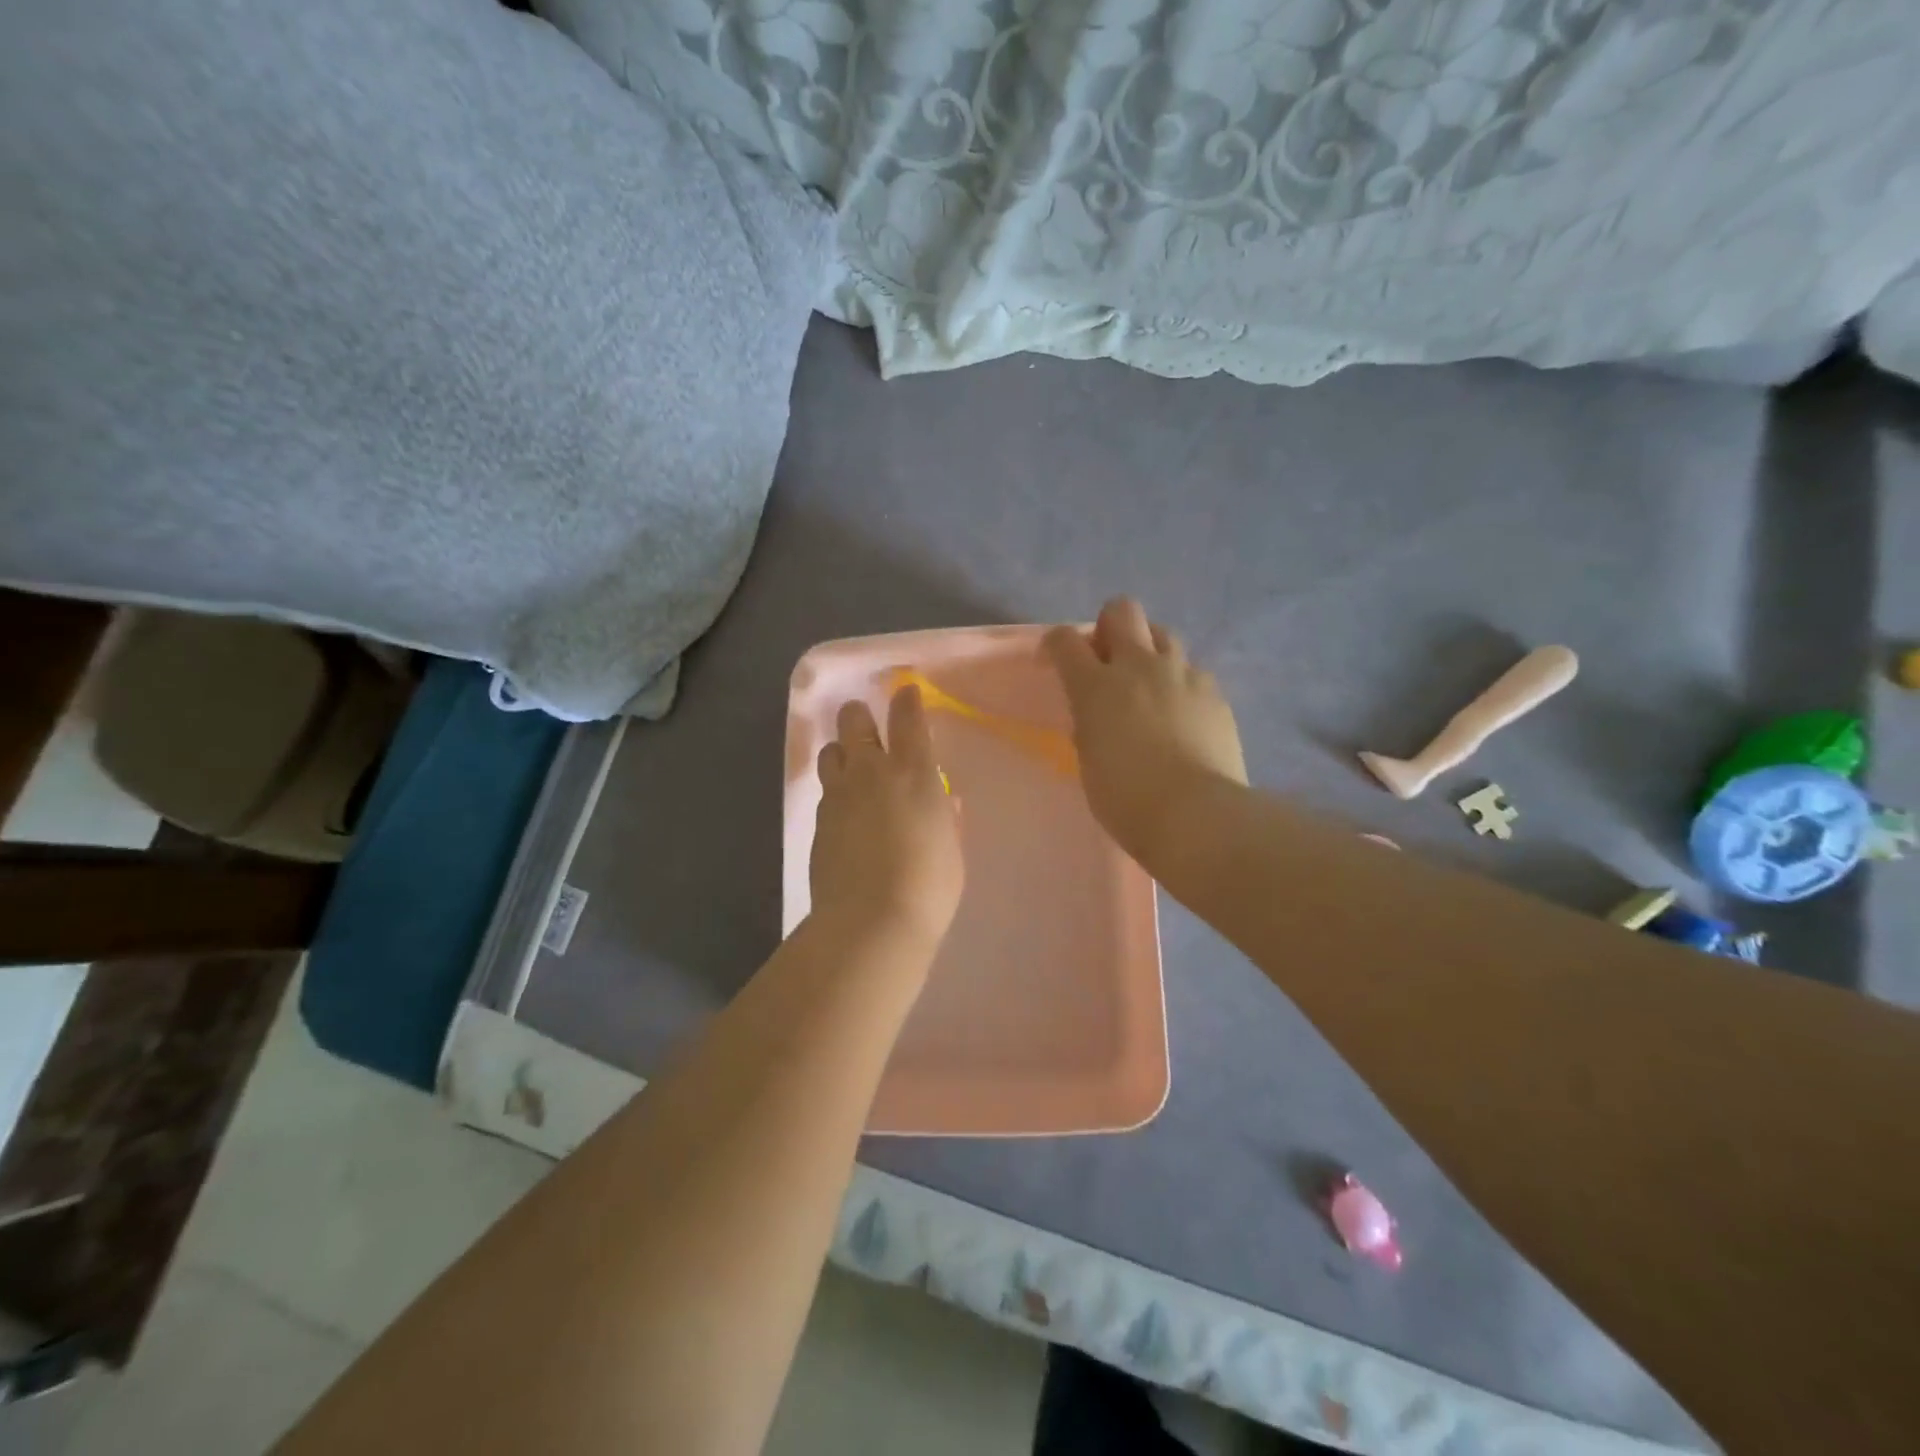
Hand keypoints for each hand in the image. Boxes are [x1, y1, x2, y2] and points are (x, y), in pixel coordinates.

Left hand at [810, 685, 964, 949]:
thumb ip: (947, 817)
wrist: (871, 923)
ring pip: (830, 752)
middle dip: (860, 715)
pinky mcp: (817, 821)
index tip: (906, 692)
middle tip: (867, 722)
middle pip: (854, 721)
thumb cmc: (929, 886)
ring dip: (842, 752)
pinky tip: (846, 812)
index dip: (906, 699)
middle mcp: (871, 773)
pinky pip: (825, 791)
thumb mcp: (951, 848)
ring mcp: (838, 795)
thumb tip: (946, 799)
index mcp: (914, 773)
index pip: (907, 718)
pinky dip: (835, 791)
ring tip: (853, 768)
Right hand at [1044, 598, 1247, 858]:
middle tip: (1108, 660)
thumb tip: (1097, 713)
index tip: (1054, 663)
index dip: (1056, 645)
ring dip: (1150, 649)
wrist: (1196, 816)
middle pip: (1122, 611)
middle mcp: (1139, 666)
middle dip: (1110, 625)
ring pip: (1163, 634)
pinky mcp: (1215, 693)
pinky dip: (1181, 684)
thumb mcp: (1089, 759)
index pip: (1065, 640)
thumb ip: (1089, 724)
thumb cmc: (1126, 799)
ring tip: (1149, 684)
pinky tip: (1183, 715)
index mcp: (1096, 686)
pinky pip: (1193, 672)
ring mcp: (1182, 675)